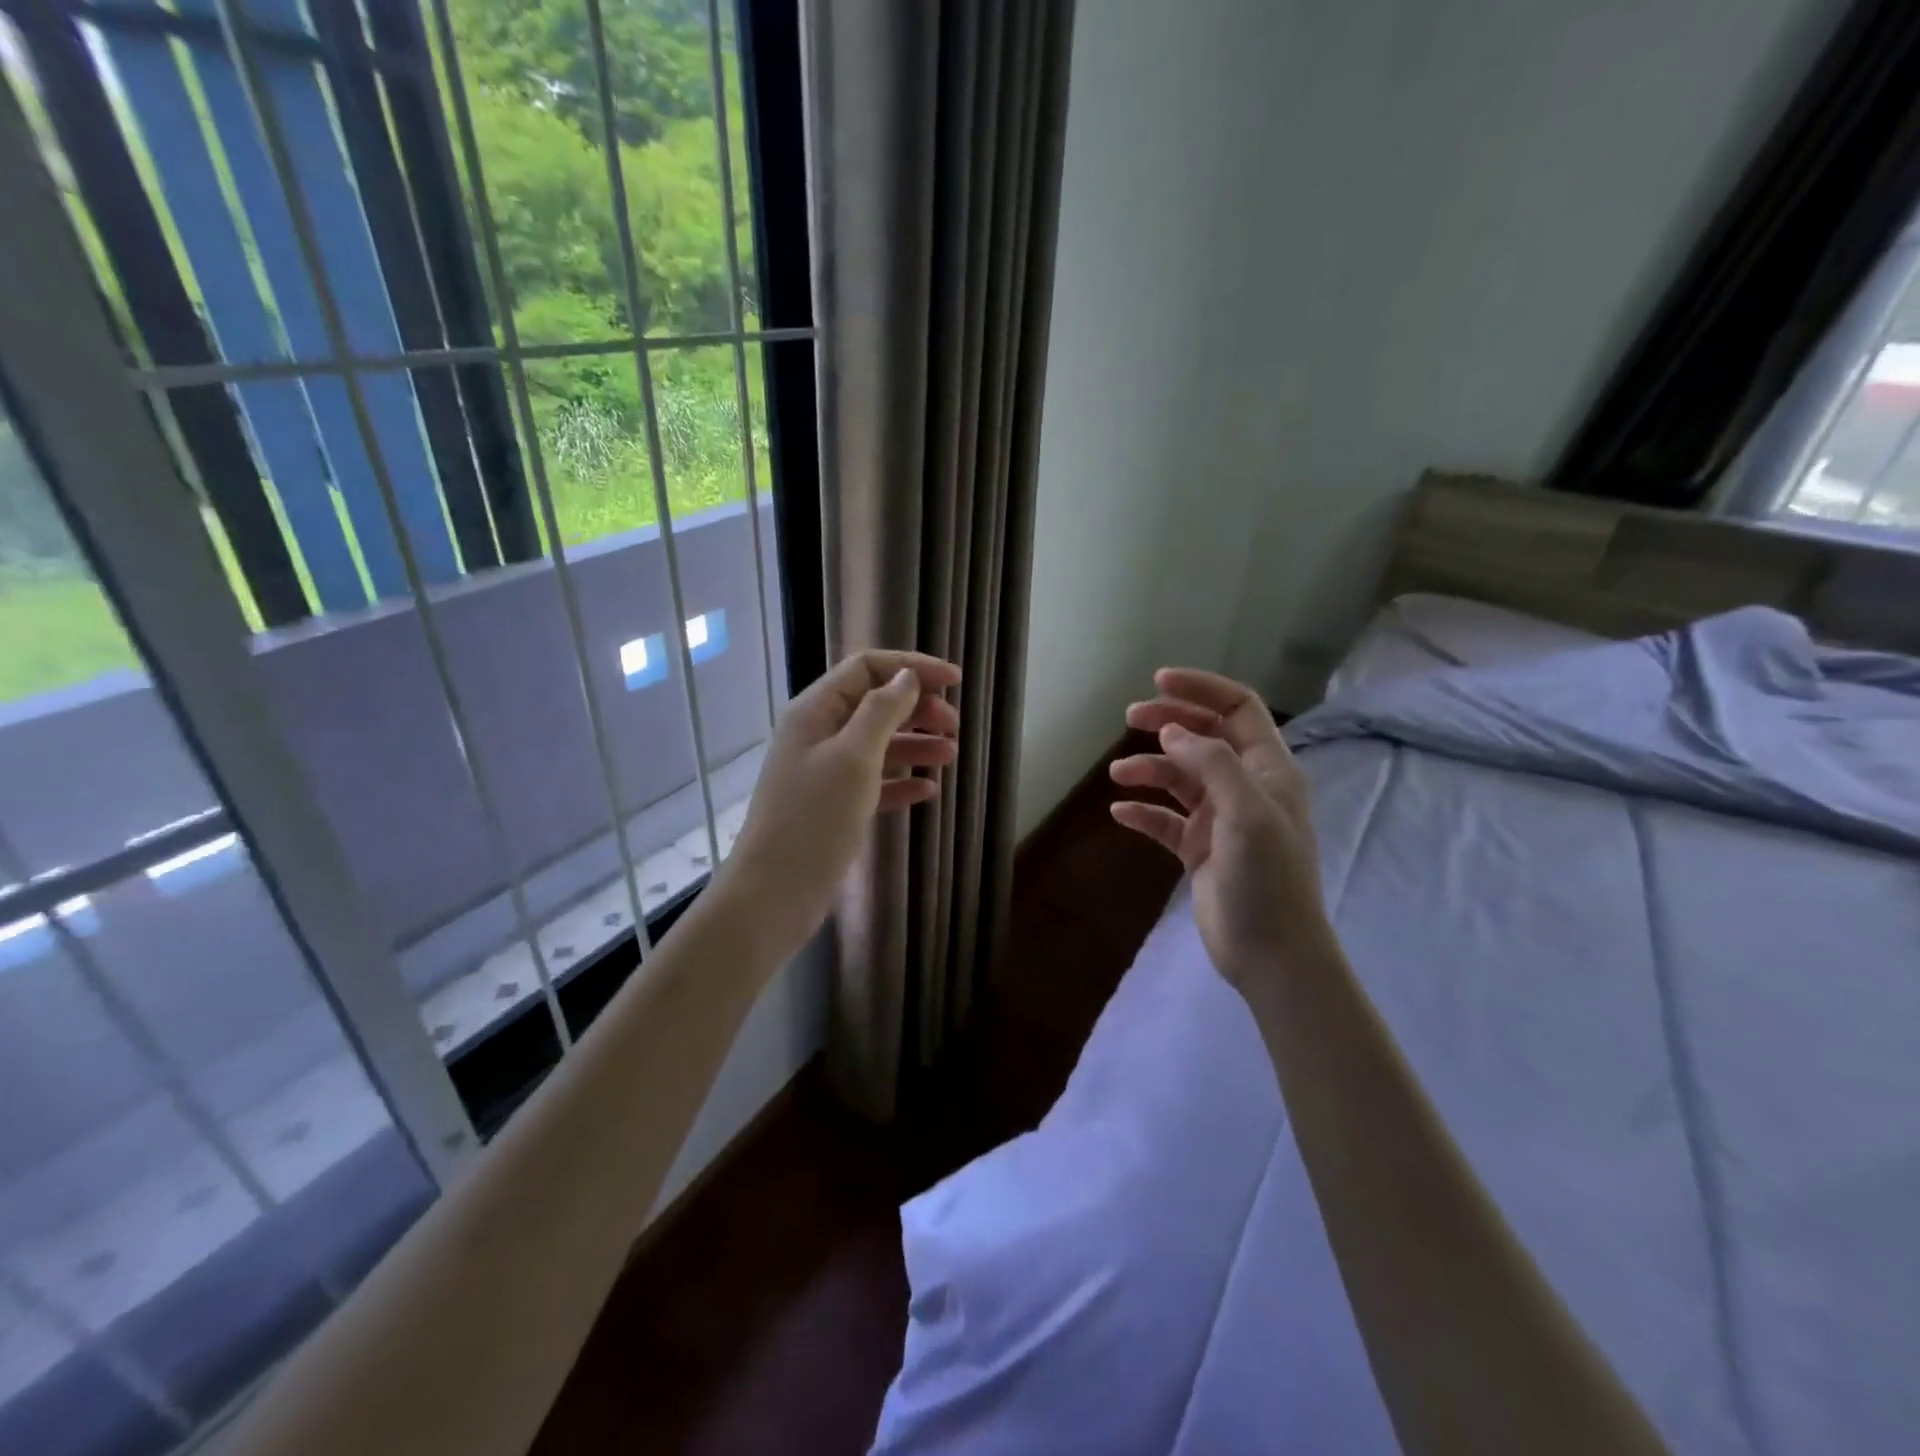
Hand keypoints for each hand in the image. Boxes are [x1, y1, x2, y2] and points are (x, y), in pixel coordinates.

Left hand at [717, 650, 960, 948]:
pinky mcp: (833, 807)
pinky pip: (873, 782)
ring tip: (950, 757)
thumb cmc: (815, 819)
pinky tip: (927, 791)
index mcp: (815, 711)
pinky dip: (901, 782)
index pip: (866, 669)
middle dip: (917, 708)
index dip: (912, 668)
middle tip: (954, 725)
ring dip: (915, 745)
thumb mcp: (853, 758)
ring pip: (877, 745)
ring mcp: (824, 772)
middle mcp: (818, 734)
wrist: (775, 894)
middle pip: (874, 704)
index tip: (956, 681)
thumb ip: (882, 712)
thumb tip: (907, 677)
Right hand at [1110, 668, 1334, 990]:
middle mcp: (1245, 787)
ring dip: (1149, 770)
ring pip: (1180, 778)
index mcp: (1269, 770)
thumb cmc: (1268, 880)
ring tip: (1118, 775)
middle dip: (1168, 723)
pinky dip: (1144, 812)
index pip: (1238, 710)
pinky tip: (1121, 814)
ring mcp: (1221, 819)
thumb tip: (1171, 733)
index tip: (1158, 681)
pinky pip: (1166, 820)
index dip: (1201, 690)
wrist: (1271, 954)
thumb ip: (1212, 764)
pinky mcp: (1200, 849)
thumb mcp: (1247, 813)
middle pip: (1204, 737)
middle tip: (1129, 718)